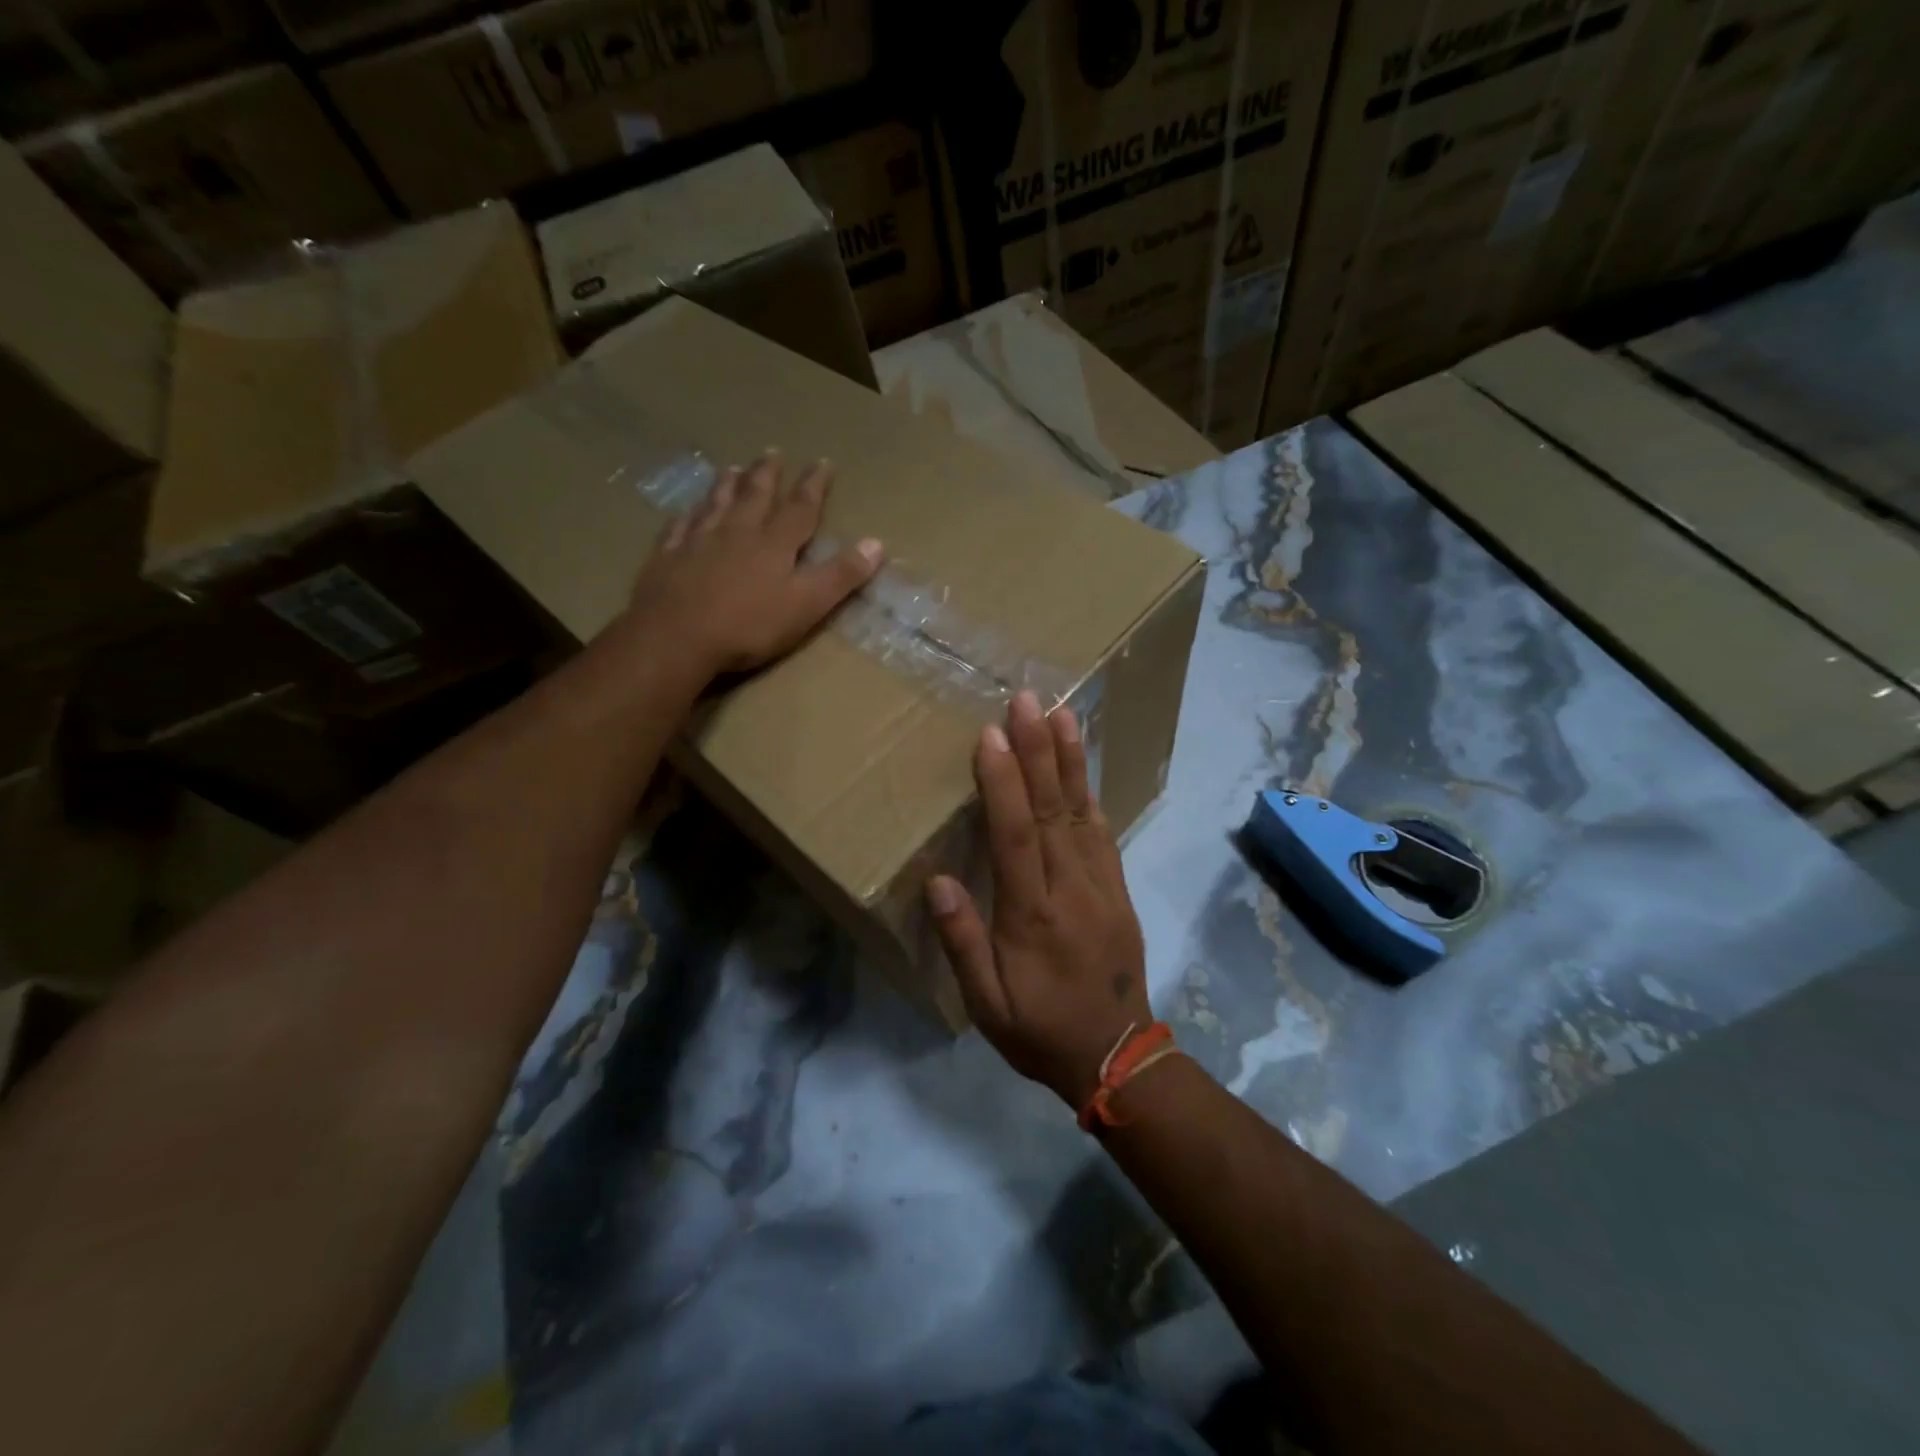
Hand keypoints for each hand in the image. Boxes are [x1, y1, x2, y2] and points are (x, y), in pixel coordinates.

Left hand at [625, 452, 882, 678]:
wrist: (676, 637)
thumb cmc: (748, 625)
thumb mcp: (806, 605)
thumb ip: (840, 576)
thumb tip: (876, 543)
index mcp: (774, 544)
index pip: (800, 508)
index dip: (814, 485)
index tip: (822, 462)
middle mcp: (736, 532)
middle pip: (754, 496)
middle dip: (767, 474)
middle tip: (772, 451)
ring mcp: (698, 542)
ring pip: (716, 504)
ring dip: (727, 485)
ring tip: (732, 467)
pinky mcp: (666, 558)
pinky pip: (679, 527)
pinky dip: (687, 515)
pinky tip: (686, 511)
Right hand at [926, 691, 1151, 1108]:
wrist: (1117, 1057)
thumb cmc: (1040, 1030)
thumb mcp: (987, 1005)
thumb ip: (963, 942)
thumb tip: (938, 881)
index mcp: (1032, 915)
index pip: (1016, 836)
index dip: (1004, 783)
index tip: (993, 736)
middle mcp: (1070, 888)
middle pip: (1052, 810)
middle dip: (1038, 751)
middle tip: (1027, 700)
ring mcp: (1101, 886)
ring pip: (1083, 813)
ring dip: (1070, 761)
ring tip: (1062, 714)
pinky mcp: (1118, 890)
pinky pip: (1104, 835)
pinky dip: (1092, 796)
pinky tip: (1083, 769)